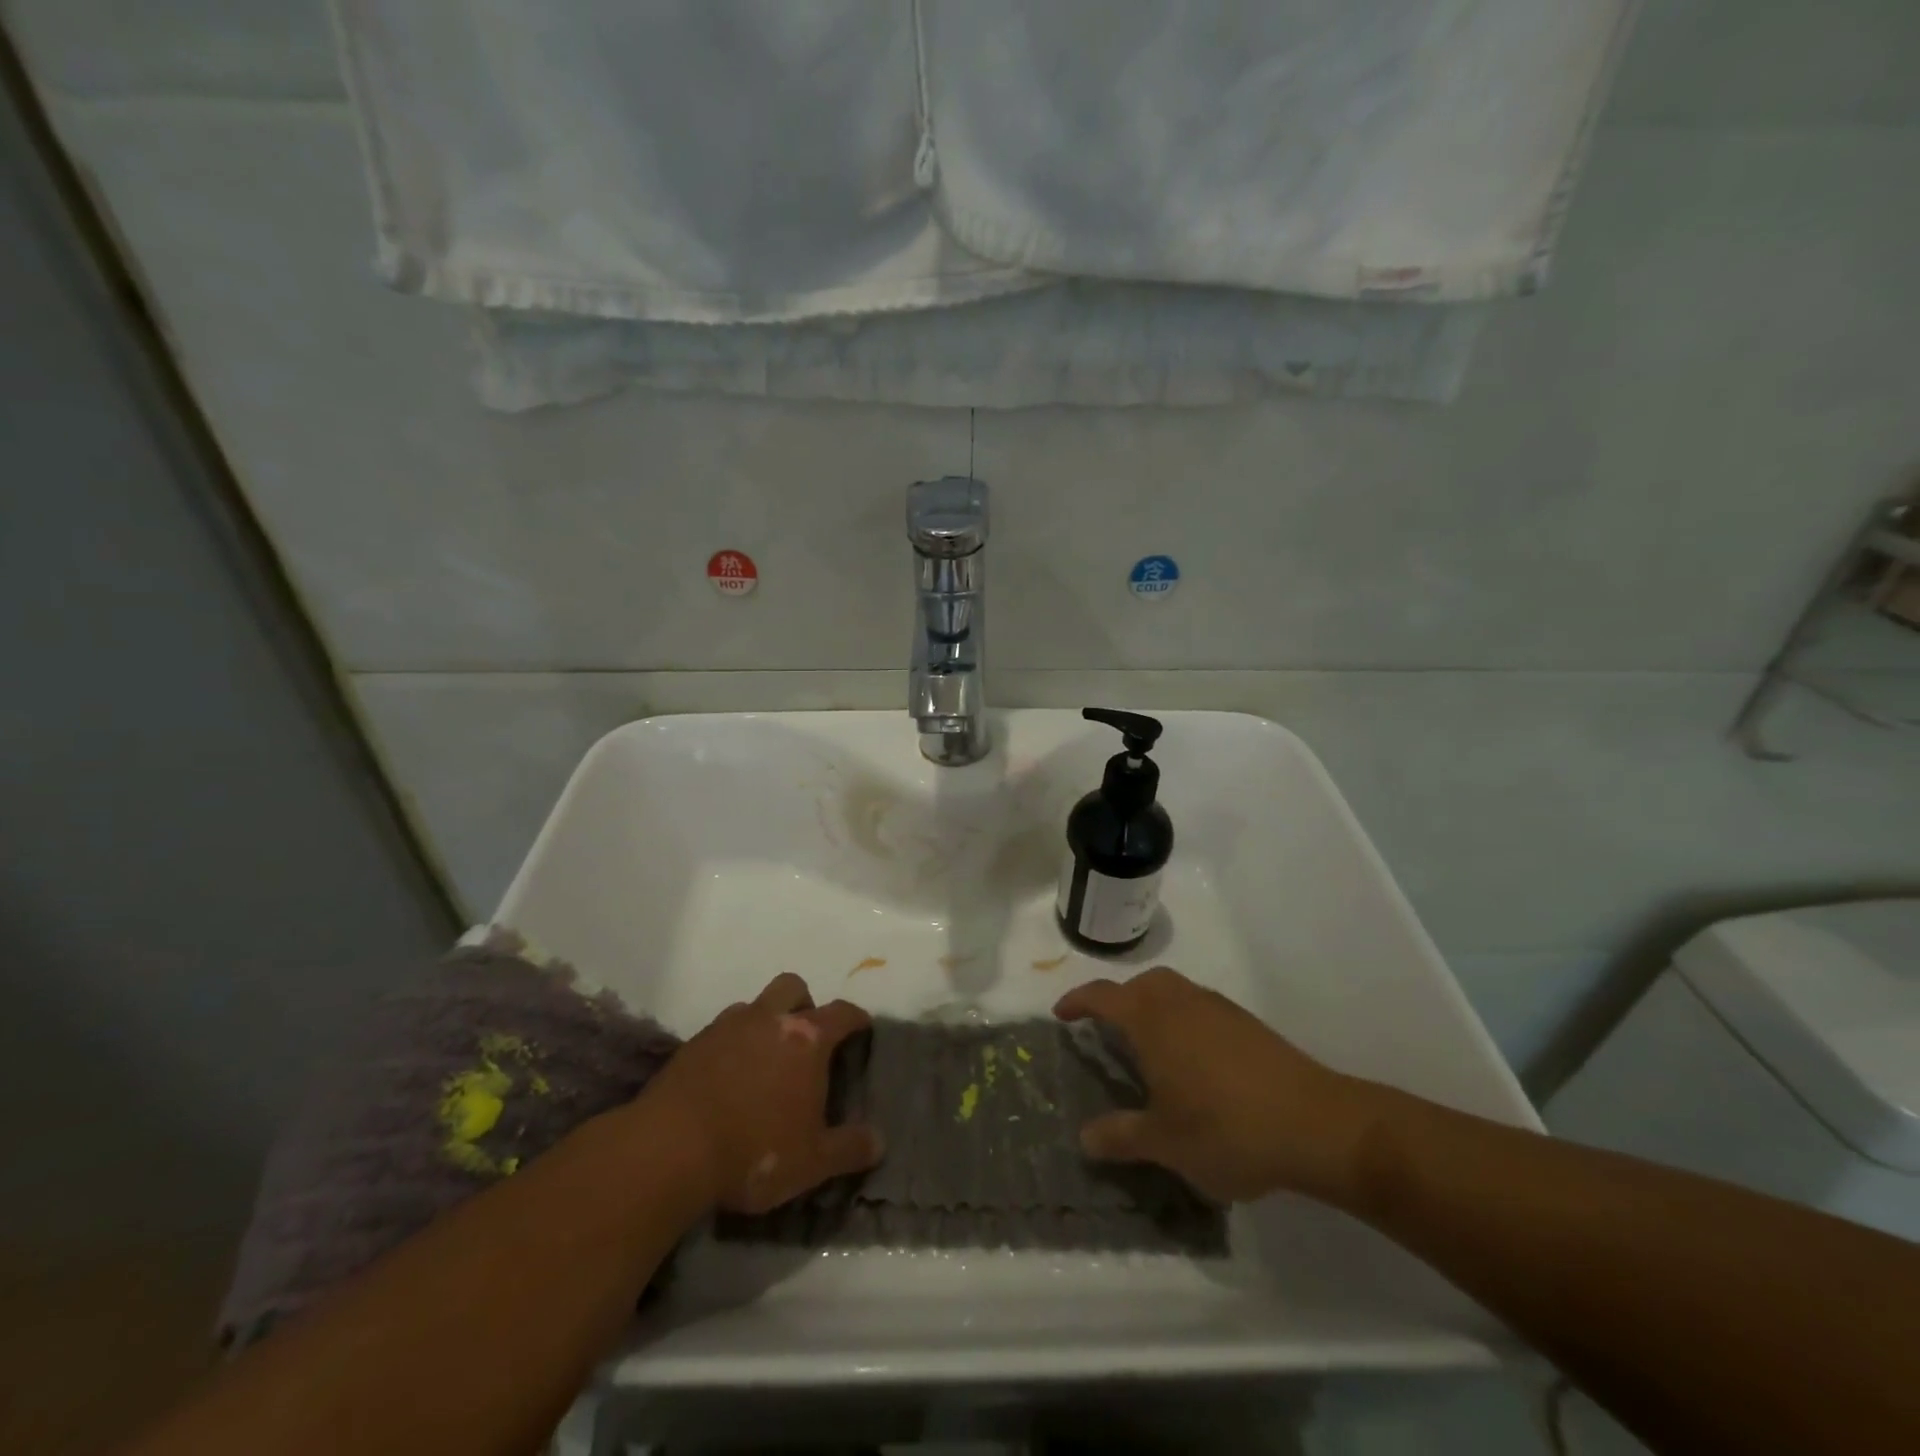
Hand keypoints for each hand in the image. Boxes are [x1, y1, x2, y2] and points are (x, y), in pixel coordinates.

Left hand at [643, 973, 883, 1213]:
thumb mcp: (812, 1162)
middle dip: (805, 1003)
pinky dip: (731, 1043)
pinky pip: (721, 1030)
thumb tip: (880, 1141)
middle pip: (793, 987)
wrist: (668, 1150)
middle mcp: (769, 1019)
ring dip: (765, 1021)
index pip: (842, 1012)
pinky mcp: (692, 1044)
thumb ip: (850, 1149)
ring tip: (764, 1059)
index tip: (862, 1028)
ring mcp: (726, 1027)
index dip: (856, 1018)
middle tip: (806, 1038)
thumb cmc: (753, 1151)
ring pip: (754, 1005)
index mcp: (806, 1039)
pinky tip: (728, 1077)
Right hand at [1054, 966, 1384, 1204]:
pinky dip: (1184, 1019)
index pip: (1104, 996)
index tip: (1061, 1013)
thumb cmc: (1227, 1129)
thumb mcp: (1165, 1143)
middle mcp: (1181, 1002)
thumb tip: (1084, 1137)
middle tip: (1109, 1030)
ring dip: (1154, 1006)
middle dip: (1119, 999)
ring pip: (1174, 990)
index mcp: (1152, 1020)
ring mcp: (1218, 1008)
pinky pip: (1201, 1007)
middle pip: (1142, 984)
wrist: (1316, 1124)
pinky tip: (1195, 1061)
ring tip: (1150, 1046)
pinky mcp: (1248, 1023)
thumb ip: (1121, 1136)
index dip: (1078, 1001)